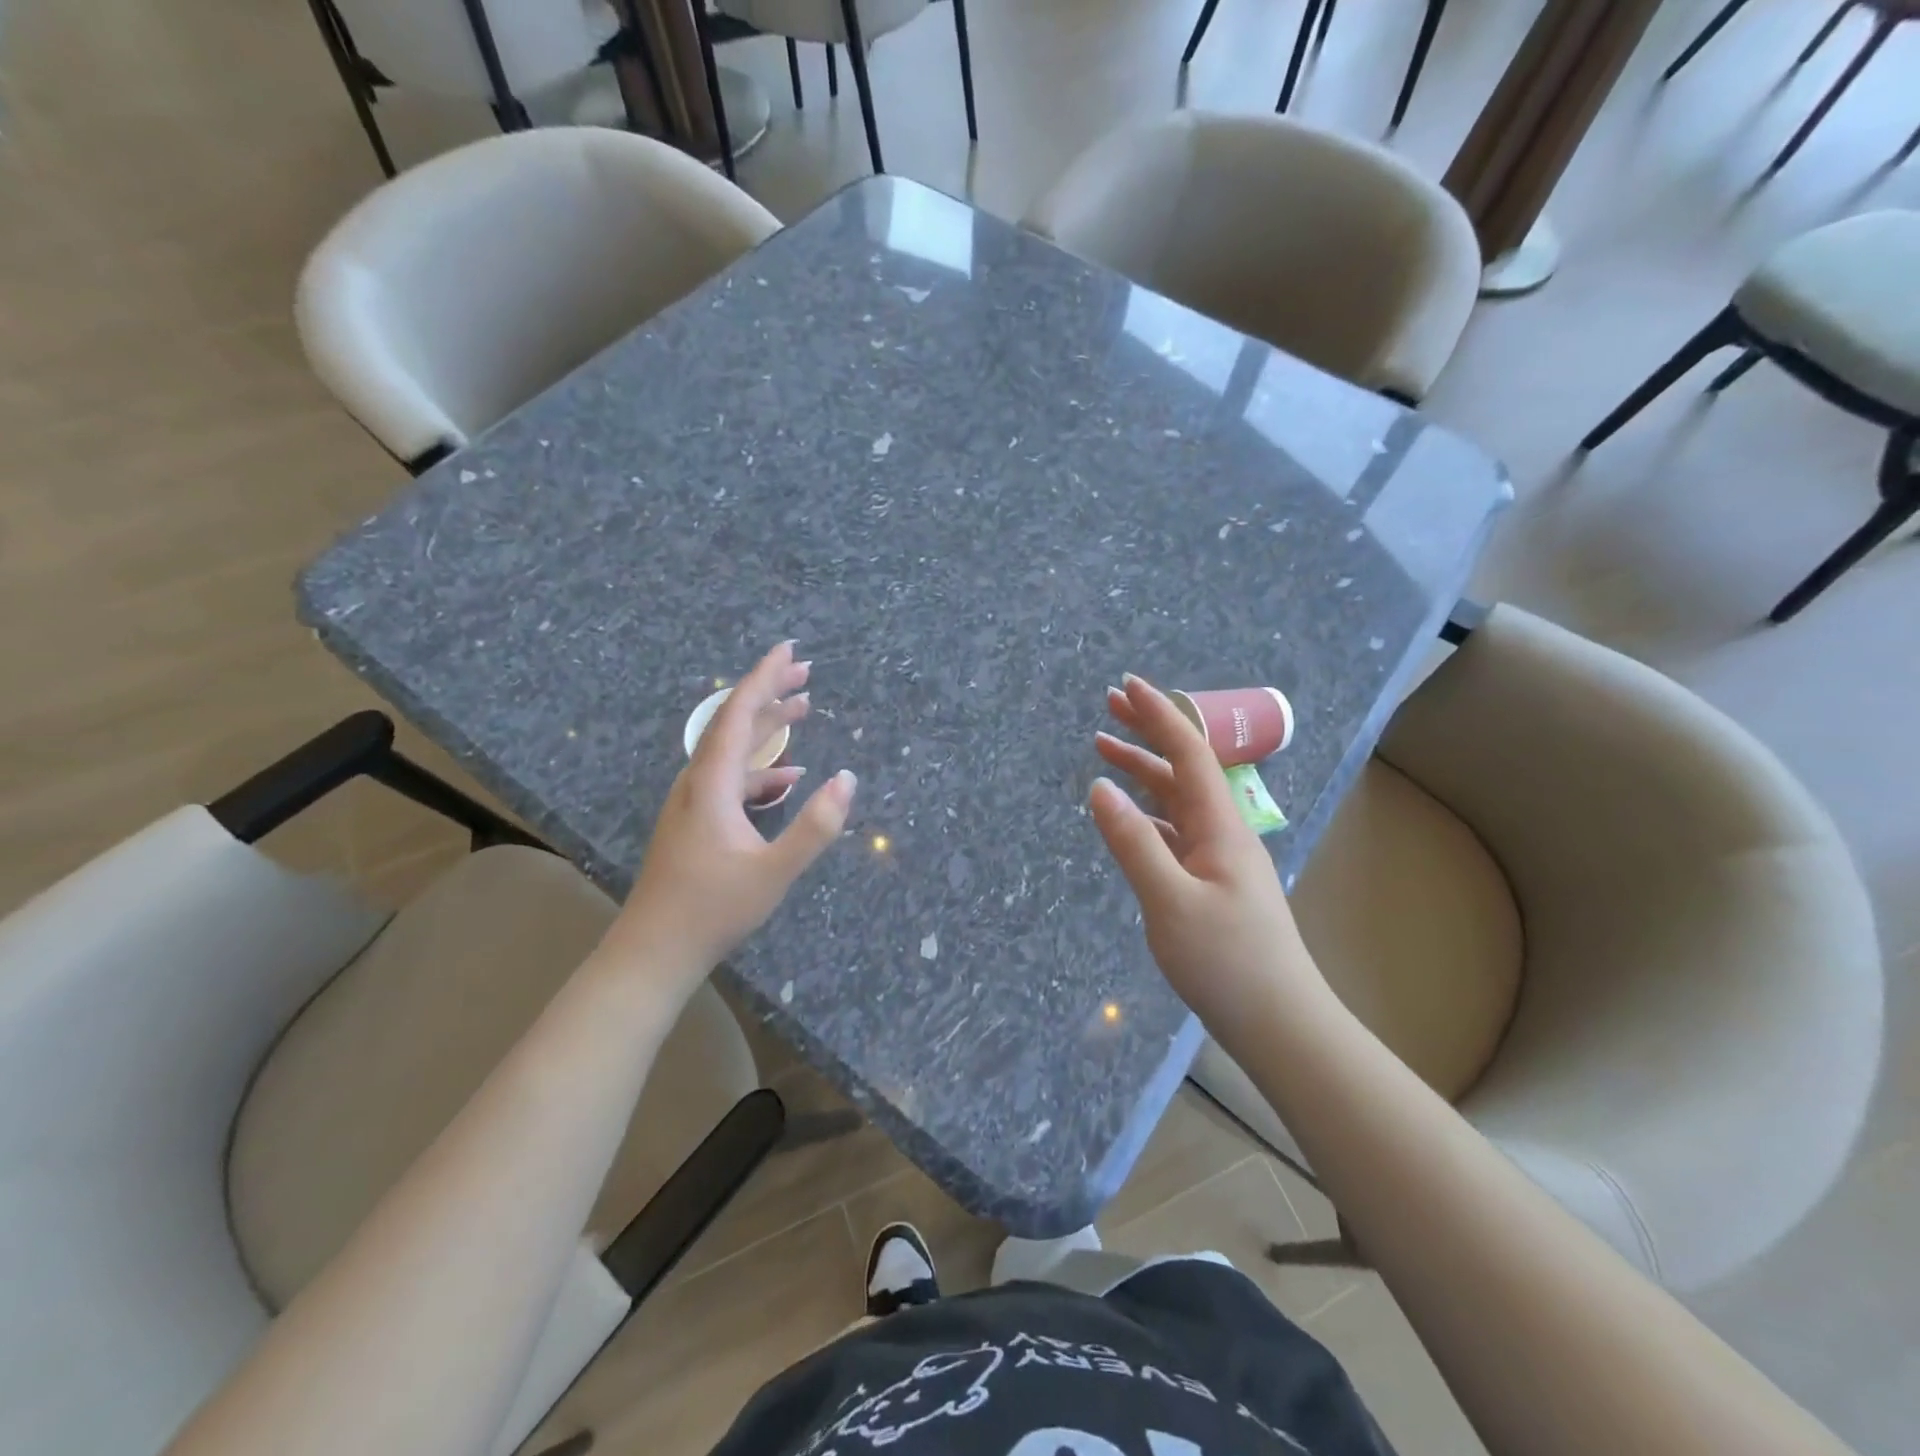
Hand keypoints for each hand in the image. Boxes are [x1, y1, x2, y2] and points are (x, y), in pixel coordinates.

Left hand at [612, 641, 856, 986]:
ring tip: (803, 710)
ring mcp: (694, 802)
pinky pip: (732, 779)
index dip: (764, 678)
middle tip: (805, 672)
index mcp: (712, 784)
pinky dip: (762, 770)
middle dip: (770, 693)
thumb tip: (848, 780)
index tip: (789, 650)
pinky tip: (788, 779)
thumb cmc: (712, 909)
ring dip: (767, 728)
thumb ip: (814, 827)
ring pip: (733, 750)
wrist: (654, 950)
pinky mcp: (696, 821)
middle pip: (734, 723)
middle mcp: (698, 782)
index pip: (738, 714)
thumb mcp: (773, 871)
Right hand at [1090, 674, 1324, 1039]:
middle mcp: (1223, 833)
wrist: (1280, 1023)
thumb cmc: (1226, 961)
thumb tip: (1099, 787)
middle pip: (1183, 768)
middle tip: (1109, 704)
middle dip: (1148, 733)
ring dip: (1144, 773)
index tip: (1127, 685)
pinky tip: (1127, 818)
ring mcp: (1219, 860)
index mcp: (1220, 827)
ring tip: (1104, 752)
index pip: (1189, 753)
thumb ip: (1132, 842)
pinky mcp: (1212, 885)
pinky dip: (1147, 814)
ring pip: (1177, 801)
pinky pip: (1175, 833)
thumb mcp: (1168, 901)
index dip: (1159, 715)